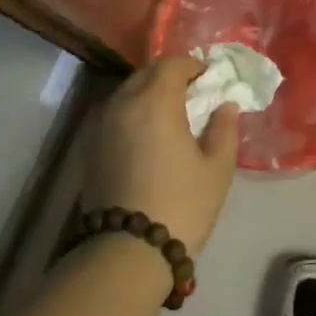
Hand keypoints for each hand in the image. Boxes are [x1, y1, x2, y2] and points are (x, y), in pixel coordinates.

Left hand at [87, 56, 239, 251]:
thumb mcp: (217, 168)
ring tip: (170, 116)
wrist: (127, 250)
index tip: (209, 79)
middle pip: (146, 74)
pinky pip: (115, 114)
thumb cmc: (181, 204)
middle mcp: (123, 102)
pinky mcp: (90, 146)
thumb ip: (224, 129)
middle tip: (192, 95)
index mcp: (155, 100)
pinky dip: (133, 113)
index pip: (172, 64)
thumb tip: (225, 106)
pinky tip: (147, 137)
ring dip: (149, 94)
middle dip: (170, 76)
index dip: (193, 66)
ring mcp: (101, 124)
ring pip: (127, 93)